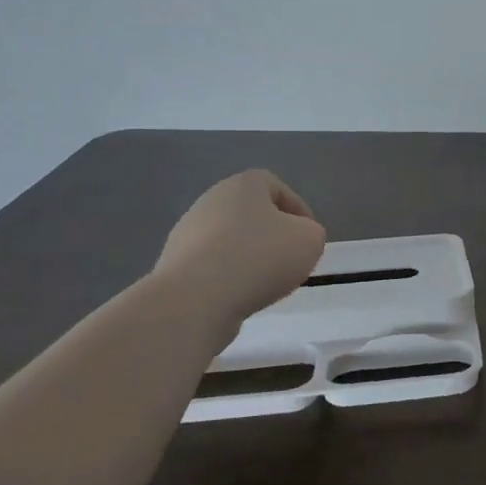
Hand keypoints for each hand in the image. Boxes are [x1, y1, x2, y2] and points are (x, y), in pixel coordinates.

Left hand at [153, 170, 326, 318]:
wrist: (195, 299)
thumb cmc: (259, 258)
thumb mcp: (310, 240)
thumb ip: (311, 233)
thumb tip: (297, 238)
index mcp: (243, 185)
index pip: (277, 187)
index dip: (298, 211)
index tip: (308, 237)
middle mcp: (211, 200)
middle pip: (251, 214)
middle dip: (272, 235)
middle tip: (289, 260)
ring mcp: (187, 233)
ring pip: (230, 241)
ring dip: (248, 257)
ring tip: (264, 284)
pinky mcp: (174, 265)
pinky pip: (211, 266)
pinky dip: (227, 278)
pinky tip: (237, 296)